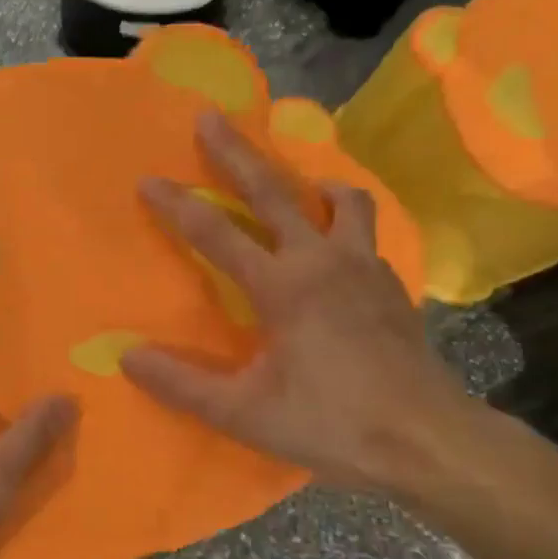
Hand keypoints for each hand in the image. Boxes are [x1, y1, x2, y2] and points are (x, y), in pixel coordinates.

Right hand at [121, 111, 483, 497]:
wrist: (430, 441)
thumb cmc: (332, 425)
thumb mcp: (245, 414)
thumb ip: (183, 384)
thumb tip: (127, 357)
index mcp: (282, 285)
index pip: (215, 233)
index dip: (177, 204)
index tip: (149, 180)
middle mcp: (323, 259)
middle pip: (273, 191)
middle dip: (236, 152)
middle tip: (211, 117)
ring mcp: (365, 266)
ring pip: (340, 200)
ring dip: (311, 183)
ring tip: (298, 185)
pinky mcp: (393, 284)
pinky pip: (365, 233)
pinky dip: (344, 224)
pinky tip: (336, 249)